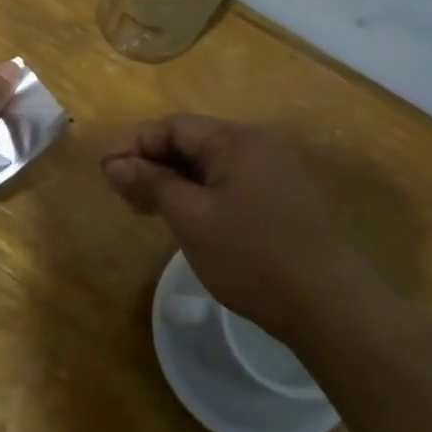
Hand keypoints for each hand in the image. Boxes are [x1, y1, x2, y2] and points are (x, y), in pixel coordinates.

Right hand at [101, 116, 402, 350]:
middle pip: (191, 142)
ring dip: (172, 181)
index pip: (174, 127)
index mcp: (237, 140)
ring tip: (143, 209)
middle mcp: (257, 146)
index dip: (134, 145)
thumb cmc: (251, 255)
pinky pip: (227, 184)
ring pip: (208, 166)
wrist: (326, 304)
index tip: (105, 172)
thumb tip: (114, 164)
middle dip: (152, 163)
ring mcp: (272, 173)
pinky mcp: (279, 199)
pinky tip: (183, 219)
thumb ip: (151, 184)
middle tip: (121, 194)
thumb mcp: (191, 218)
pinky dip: (198, 195)